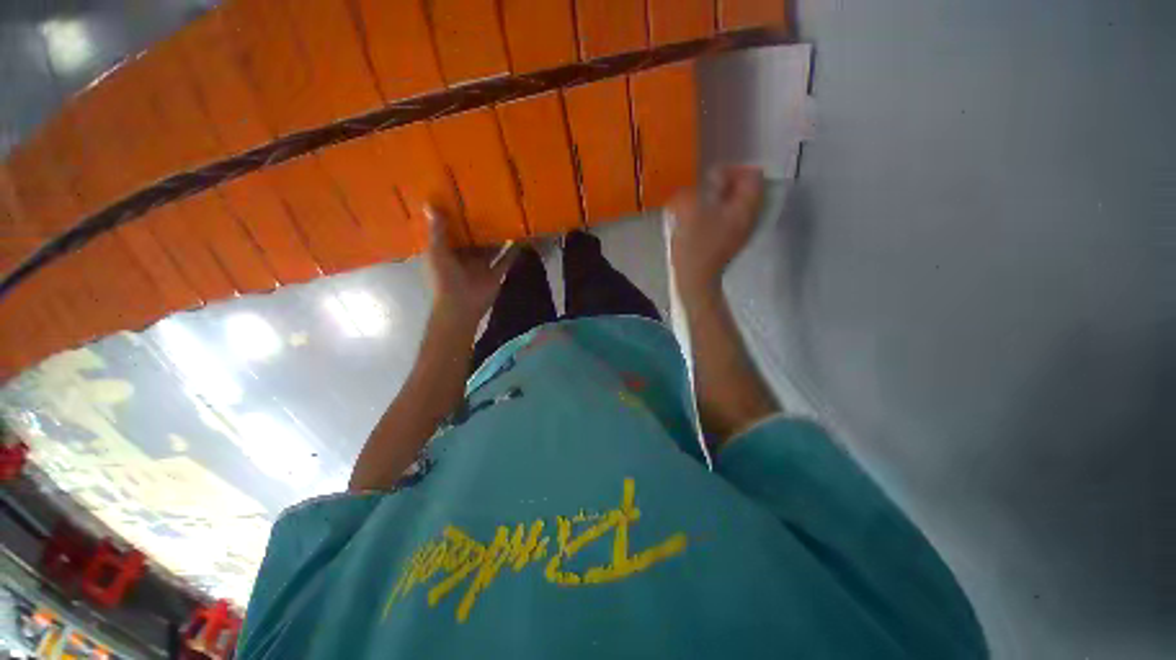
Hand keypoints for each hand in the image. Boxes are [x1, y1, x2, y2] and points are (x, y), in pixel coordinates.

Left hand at [423, 206, 516, 328]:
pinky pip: (506, 261)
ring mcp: (482, 267)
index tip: (461, 199)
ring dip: (498, 238)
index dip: (456, 219)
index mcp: (447, 252)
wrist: (460, 306)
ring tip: (507, 218)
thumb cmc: (444, 278)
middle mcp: (465, 258)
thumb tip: (430, 203)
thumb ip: (437, 230)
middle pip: (474, 240)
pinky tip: (521, 239)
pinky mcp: (496, 275)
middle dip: (480, 227)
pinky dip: (513, 252)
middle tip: (490, 203)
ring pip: (491, 249)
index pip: (452, 233)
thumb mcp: (437, 251)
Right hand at [668, 166, 764, 298]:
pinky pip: (727, 216)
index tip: (710, 177)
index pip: (753, 175)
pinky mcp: (728, 240)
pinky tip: (698, 218)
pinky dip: (715, 211)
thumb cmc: (695, 246)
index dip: (732, 169)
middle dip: (725, 184)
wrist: (695, 281)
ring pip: (735, 204)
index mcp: (746, 208)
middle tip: (703, 188)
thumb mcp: (690, 211)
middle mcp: (749, 217)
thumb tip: (695, 186)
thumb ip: (693, 190)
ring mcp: (740, 231)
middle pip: (745, 189)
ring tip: (699, 202)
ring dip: (718, 198)